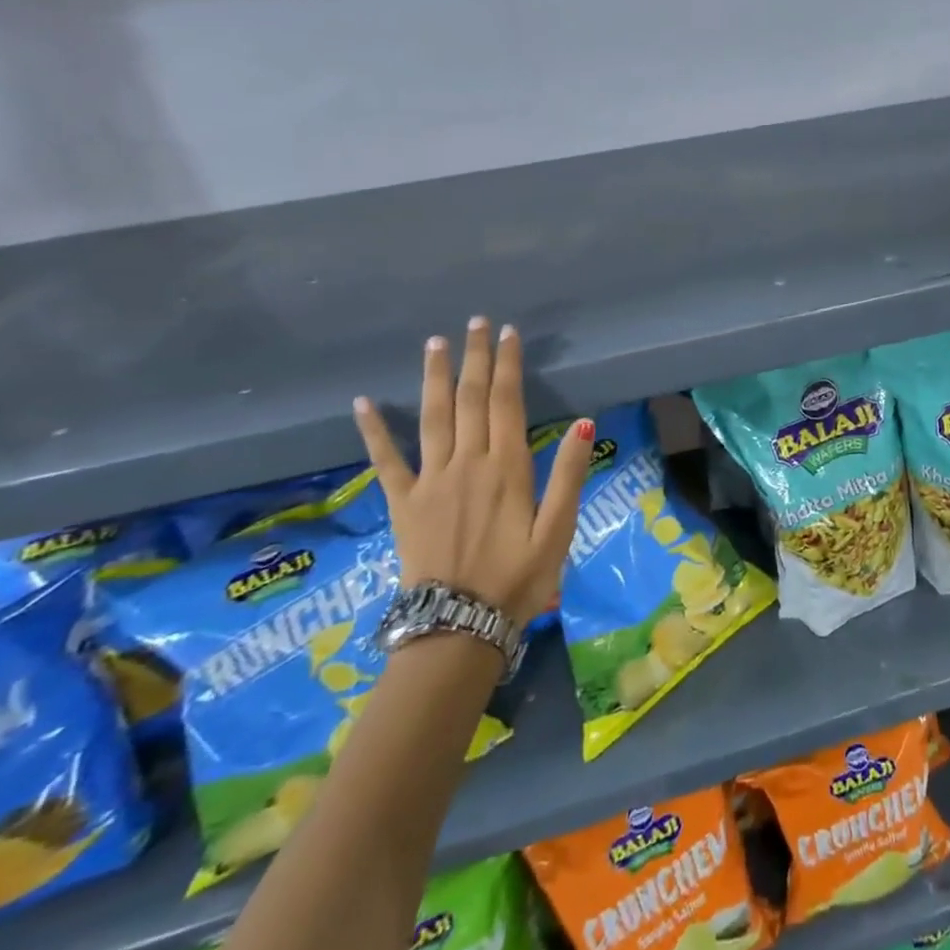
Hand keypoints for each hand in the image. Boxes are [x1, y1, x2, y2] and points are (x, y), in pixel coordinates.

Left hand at [353, 317, 592, 627]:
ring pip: (432, 417)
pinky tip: (364, 403)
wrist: (458, 627)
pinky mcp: (403, 503)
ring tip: (435, 343)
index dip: (508, 365)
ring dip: (434, 377)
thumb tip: (586, 422)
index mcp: (507, 467)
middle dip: (474, 358)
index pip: (507, 402)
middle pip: (470, 399)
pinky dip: (375, 430)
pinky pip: (386, 461)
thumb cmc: (519, 579)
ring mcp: (430, 481)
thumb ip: (570, 474)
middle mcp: (467, 463)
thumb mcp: (558, 530)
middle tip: (476, 323)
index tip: (509, 333)